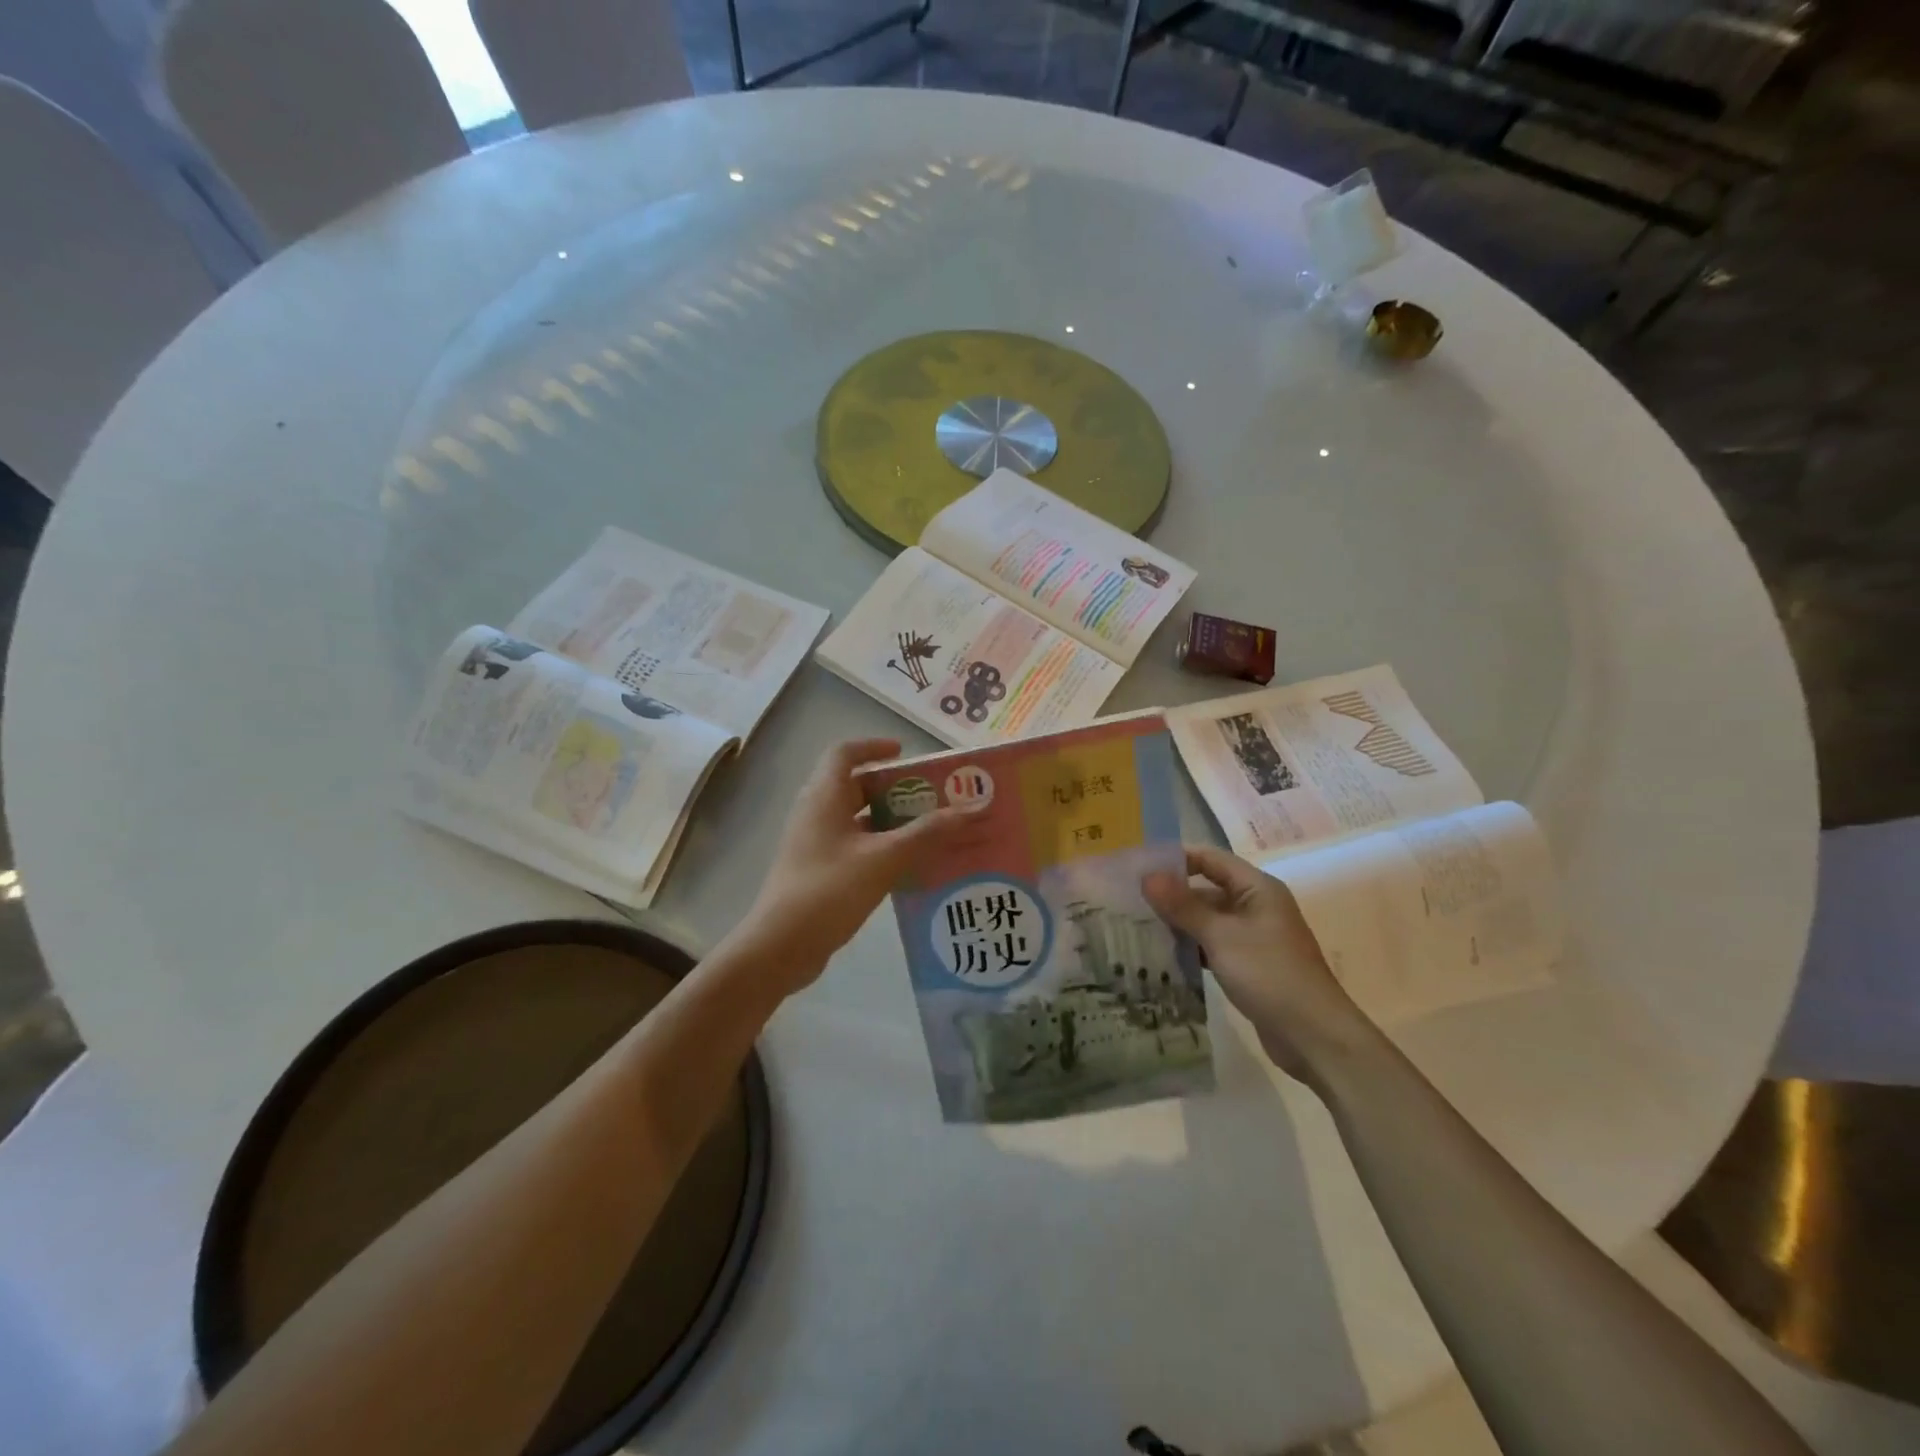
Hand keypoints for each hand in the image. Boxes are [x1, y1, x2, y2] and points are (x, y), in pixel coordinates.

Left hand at [740, 739, 977, 990]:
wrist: (779, 948)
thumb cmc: (829, 890)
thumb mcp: (884, 858)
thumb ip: (927, 832)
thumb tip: (973, 807)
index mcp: (824, 797)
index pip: (844, 753)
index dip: (874, 746)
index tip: (906, 754)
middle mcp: (816, 813)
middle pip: (855, 786)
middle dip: (893, 789)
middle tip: (932, 798)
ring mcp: (814, 844)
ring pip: (857, 820)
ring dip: (890, 822)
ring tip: (930, 832)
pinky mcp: (818, 872)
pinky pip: (854, 847)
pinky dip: (881, 848)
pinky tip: (909, 867)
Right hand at [1143, 846, 1366, 1081]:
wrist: (1314, 1037)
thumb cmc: (1269, 975)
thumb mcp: (1221, 936)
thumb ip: (1183, 906)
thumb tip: (1147, 876)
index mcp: (1257, 888)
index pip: (1209, 859)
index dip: (1174, 859)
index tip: (1137, 867)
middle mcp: (1256, 905)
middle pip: (1206, 888)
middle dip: (1171, 894)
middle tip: (1129, 901)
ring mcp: (1254, 936)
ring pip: (1208, 919)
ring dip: (1178, 923)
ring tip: (1137, 927)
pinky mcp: (1249, 964)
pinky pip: (1213, 945)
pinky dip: (1191, 947)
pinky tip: (1163, 956)